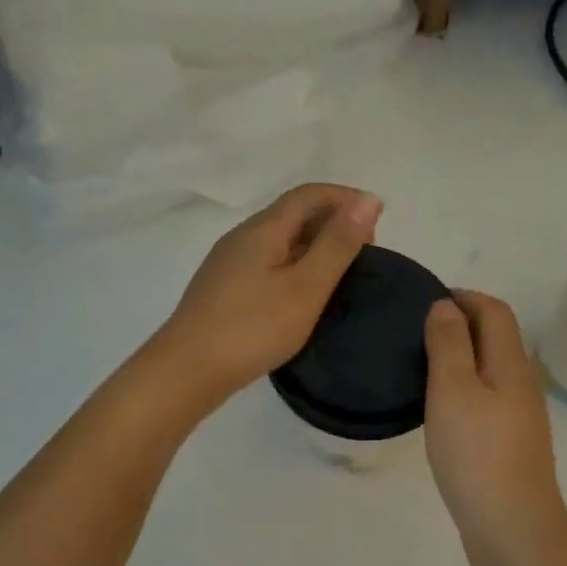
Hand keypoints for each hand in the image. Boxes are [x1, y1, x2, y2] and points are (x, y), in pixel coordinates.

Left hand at [153, 183, 381, 407]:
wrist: (187, 371)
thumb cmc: (253, 328)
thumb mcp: (306, 286)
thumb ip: (337, 244)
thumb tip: (368, 199)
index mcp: (264, 229)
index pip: (310, 194)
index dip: (346, 199)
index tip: (379, 222)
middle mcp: (243, 237)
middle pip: (293, 213)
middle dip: (333, 221)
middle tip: (364, 253)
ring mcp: (229, 264)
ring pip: (280, 240)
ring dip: (315, 245)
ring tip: (341, 274)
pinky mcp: (224, 289)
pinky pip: (268, 262)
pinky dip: (295, 266)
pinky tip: (303, 295)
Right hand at [423, 292, 566, 565]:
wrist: (513, 530)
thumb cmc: (477, 455)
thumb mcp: (453, 391)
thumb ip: (448, 344)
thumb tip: (446, 306)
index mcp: (511, 365)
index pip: (495, 311)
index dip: (464, 297)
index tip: (426, 302)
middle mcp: (522, 385)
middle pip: (497, 338)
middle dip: (461, 324)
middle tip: (416, 333)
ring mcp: (520, 418)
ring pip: (491, 370)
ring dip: (461, 358)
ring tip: (421, 367)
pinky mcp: (510, 446)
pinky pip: (487, 400)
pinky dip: (464, 389)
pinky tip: (440, 410)